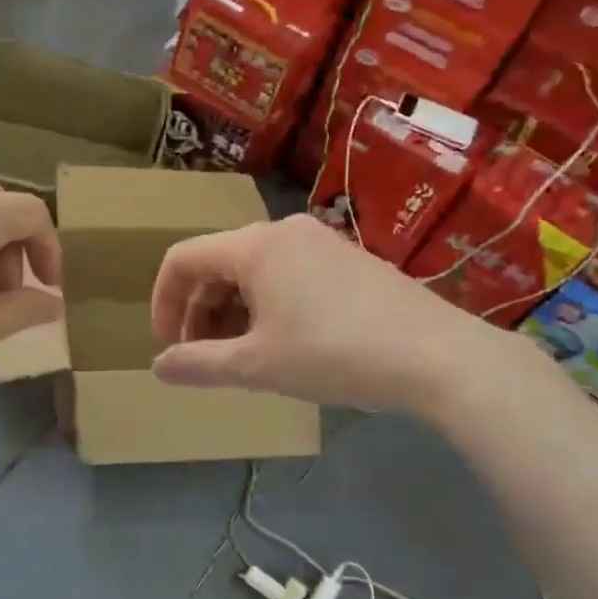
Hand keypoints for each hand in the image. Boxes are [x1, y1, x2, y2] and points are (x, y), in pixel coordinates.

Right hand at [147, 215, 522, 416]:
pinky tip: (285, 342)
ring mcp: (320, 241)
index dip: (162, 301)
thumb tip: (158, 368)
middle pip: (217, 264)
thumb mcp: (257, 366)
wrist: (438, 356)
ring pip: (253, 270)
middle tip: (205, 357)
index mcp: (254, 246)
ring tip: (244, 356)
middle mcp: (283, 231)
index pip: (182, 259)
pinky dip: (267, 305)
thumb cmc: (334, 353)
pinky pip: (287, 273)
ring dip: (233, 311)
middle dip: (200, 311)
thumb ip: (199, 364)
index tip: (168, 345)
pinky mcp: (348, 259)